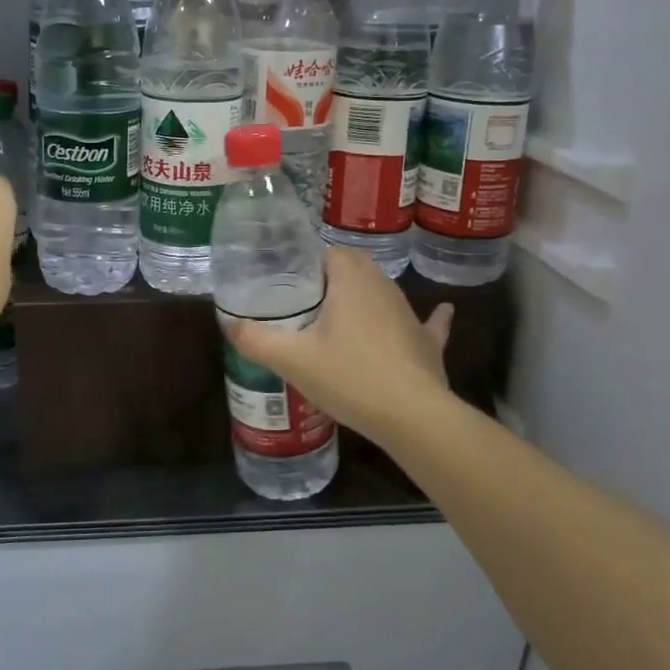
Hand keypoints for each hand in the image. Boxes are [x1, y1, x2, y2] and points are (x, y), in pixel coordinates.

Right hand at [227, 247, 453, 443]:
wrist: (412, 416)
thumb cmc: (349, 377)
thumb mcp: (291, 359)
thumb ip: (255, 338)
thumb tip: (229, 323)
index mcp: (351, 280)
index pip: (327, 253)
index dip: (306, 265)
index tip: (287, 286)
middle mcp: (383, 286)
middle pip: (355, 267)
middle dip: (332, 279)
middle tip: (305, 304)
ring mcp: (409, 313)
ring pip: (383, 292)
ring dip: (364, 299)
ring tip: (338, 319)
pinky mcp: (426, 342)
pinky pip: (427, 322)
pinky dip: (428, 318)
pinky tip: (440, 312)